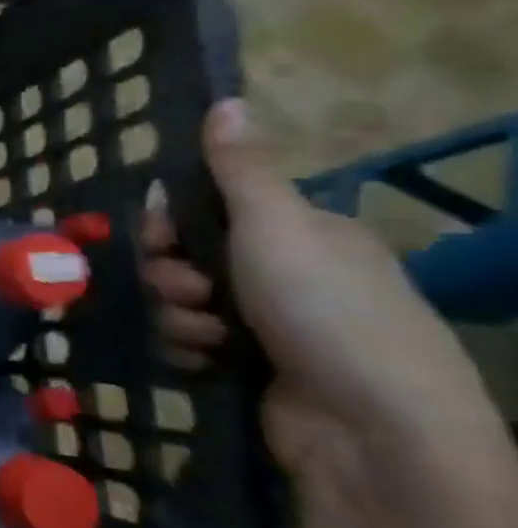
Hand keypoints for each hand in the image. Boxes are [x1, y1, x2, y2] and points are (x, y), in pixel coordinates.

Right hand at [142, 100, 507, 510]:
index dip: (171, 220)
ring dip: (178, 315)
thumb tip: (226, 100)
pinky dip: (189, 349)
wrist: (369, 427)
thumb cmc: (326, 310)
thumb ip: (241, 170)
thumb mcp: (278, 227)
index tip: (159, 236)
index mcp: (301, 234)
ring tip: (210, 335)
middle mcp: (284, 274)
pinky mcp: (247, 367)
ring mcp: (267, 324)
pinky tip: (208, 360)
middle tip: (191, 289)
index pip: (209, 209)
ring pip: (180, 302)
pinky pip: (187, 343)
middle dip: (171, 274)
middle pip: (185, 257)